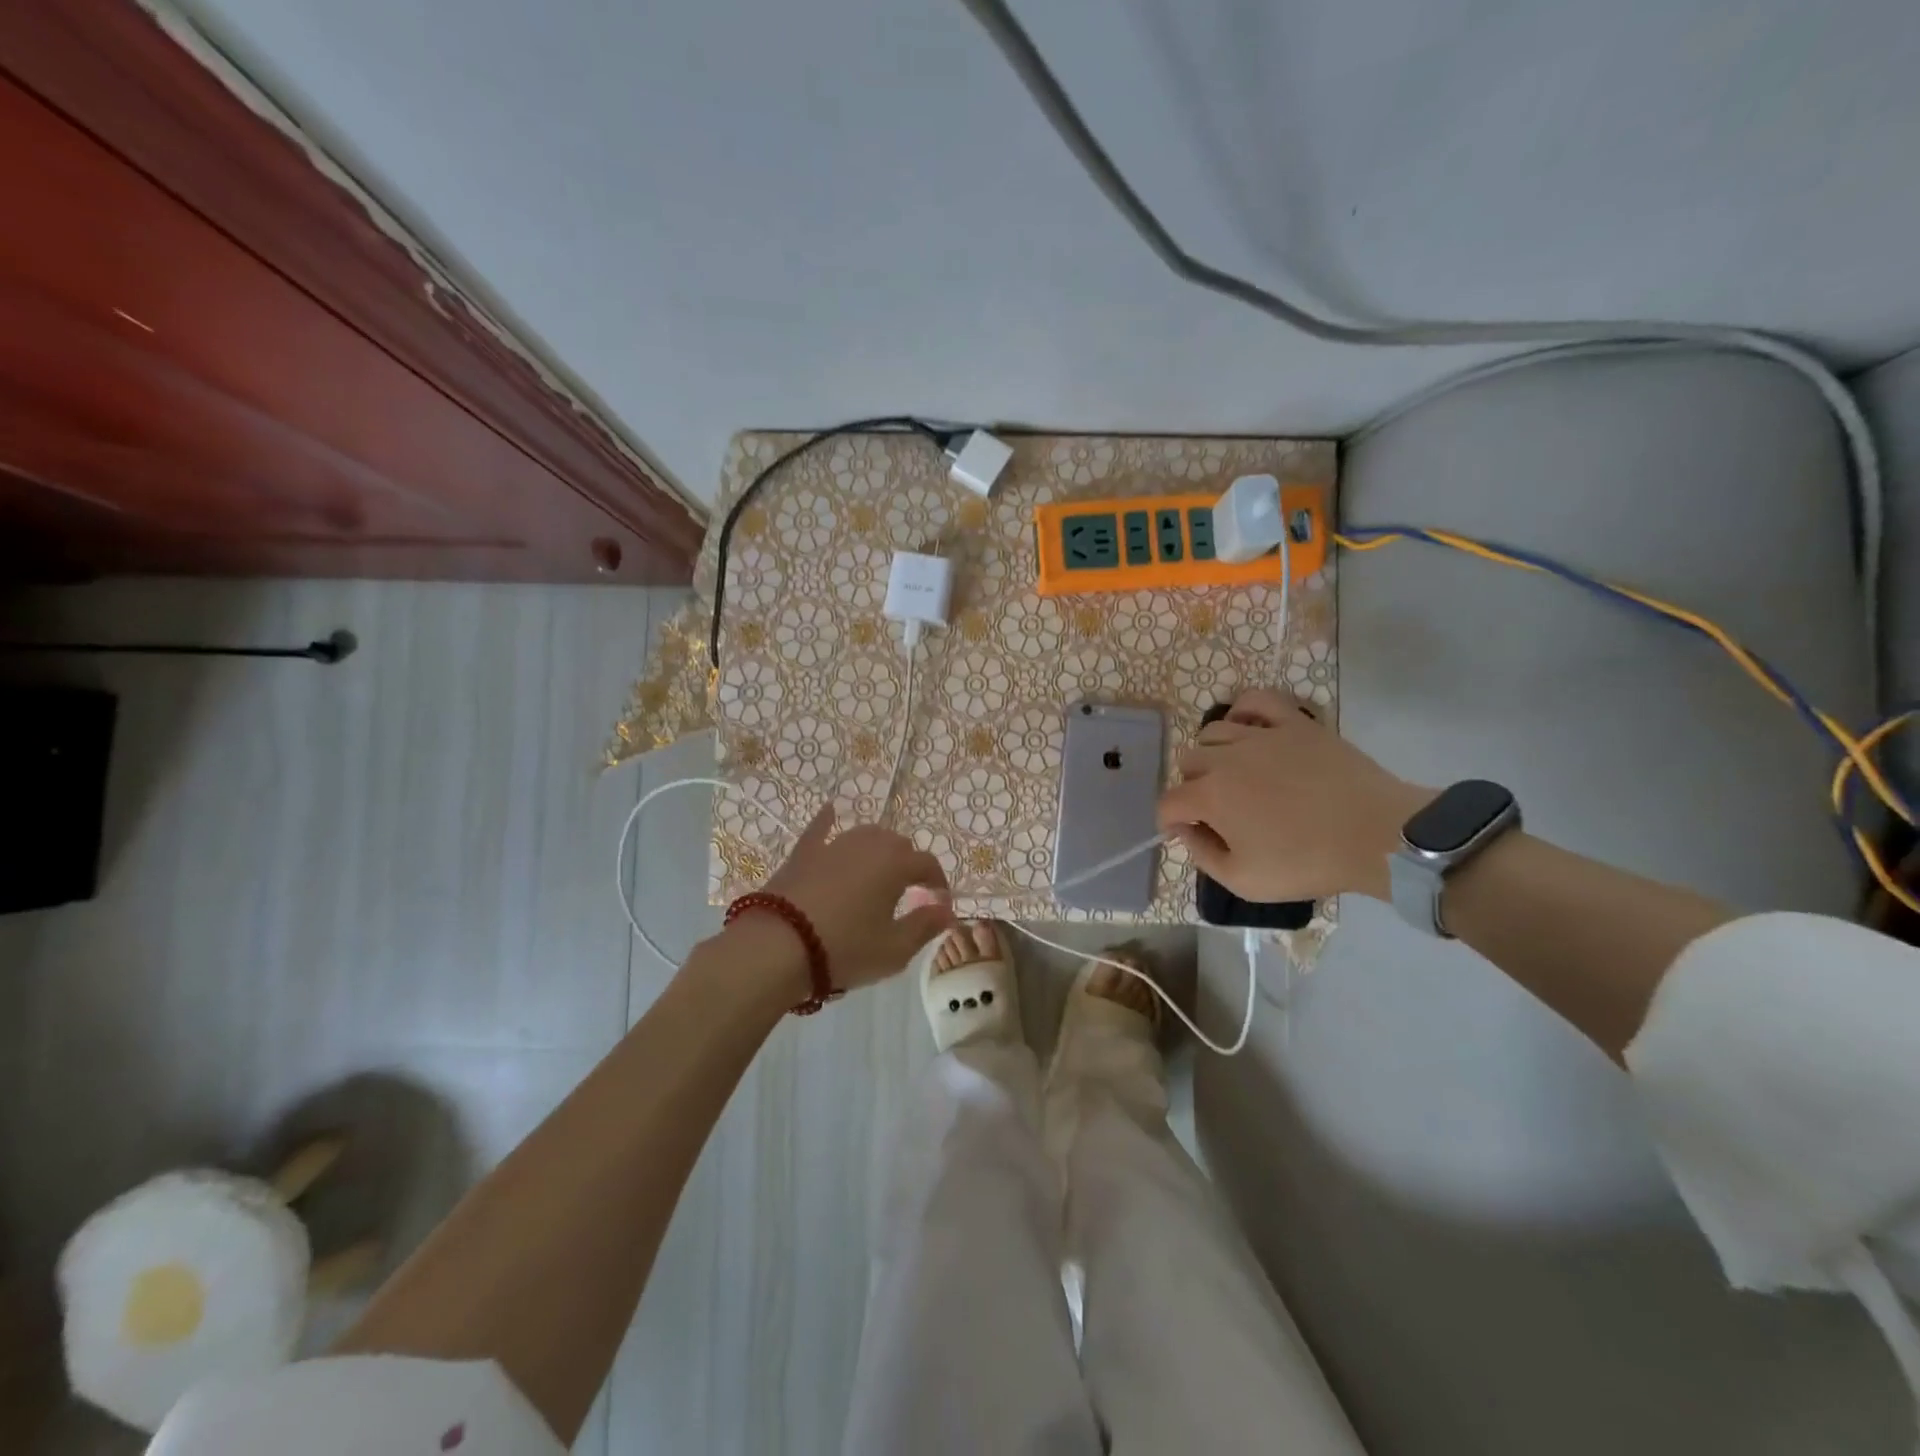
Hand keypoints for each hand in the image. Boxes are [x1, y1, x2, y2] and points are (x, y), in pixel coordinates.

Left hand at [755, 805, 955, 990]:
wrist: (777, 946)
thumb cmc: (845, 949)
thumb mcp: (894, 949)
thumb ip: (925, 926)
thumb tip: (946, 910)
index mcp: (896, 864)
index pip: (928, 864)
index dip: (938, 883)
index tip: (939, 904)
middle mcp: (868, 844)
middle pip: (898, 845)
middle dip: (908, 865)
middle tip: (908, 893)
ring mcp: (833, 845)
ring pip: (866, 835)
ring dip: (878, 849)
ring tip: (879, 872)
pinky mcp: (803, 854)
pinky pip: (820, 829)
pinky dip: (828, 820)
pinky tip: (830, 809)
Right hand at [1158, 689, 1431, 901]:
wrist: (1378, 837)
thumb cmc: (1308, 863)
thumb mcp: (1244, 880)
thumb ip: (1202, 854)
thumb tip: (1183, 829)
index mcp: (1210, 797)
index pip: (1169, 802)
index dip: (1170, 821)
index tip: (1187, 832)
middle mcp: (1226, 758)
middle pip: (1188, 762)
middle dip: (1192, 786)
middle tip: (1217, 809)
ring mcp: (1261, 735)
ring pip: (1213, 732)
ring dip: (1212, 754)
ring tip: (1233, 773)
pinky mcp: (1294, 723)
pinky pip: (1256, 700)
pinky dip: (1242, 711)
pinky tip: (1248, 729)